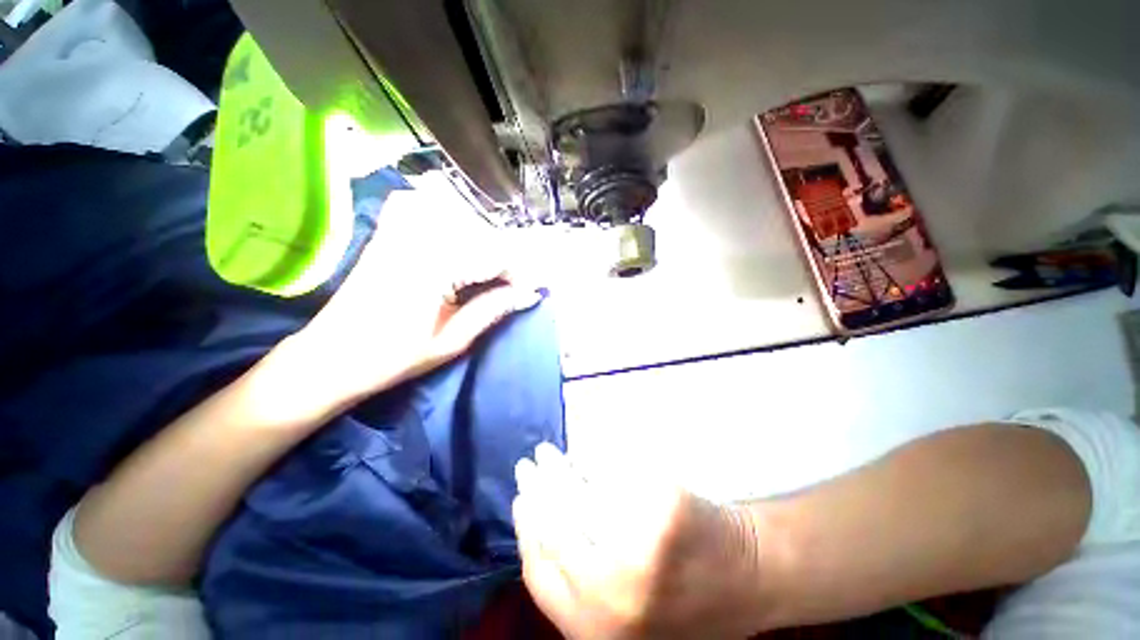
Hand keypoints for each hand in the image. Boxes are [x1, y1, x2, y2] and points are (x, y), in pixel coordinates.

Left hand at [287, 189, 540, 412]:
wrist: (329, 358)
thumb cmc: (391, 358)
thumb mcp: (451, 341)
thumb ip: (492, 310)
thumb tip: (528, 294)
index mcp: (434, 267)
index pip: (495, 254)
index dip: (520, 273)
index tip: (530, 292)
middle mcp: (418, 238)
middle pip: (481, 234)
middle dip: (506, 260)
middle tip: (514, 287)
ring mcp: (398, 231)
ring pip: (458, 219)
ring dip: (482, 243)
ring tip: (490, 272)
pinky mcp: (387, 234)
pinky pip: (419, 207)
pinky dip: (442, 215)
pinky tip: (452, 235)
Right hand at [513, 445, 770, 638]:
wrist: (750, 578)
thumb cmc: (688, 604)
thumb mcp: (625, 619)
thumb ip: (581, 588)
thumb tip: (541, 530)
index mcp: (598, 626)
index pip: (539, 570)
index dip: (525, 529)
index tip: (520, 500)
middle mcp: (613, 594)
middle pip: (554, 526)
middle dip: (536, 490)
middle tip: (527, 466)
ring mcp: (641, 546)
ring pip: (578, 496)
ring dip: (558, 471)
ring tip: (546, 455)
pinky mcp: (664, 507)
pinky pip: (611, 475)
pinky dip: (591, 459)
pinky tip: (581, 454)